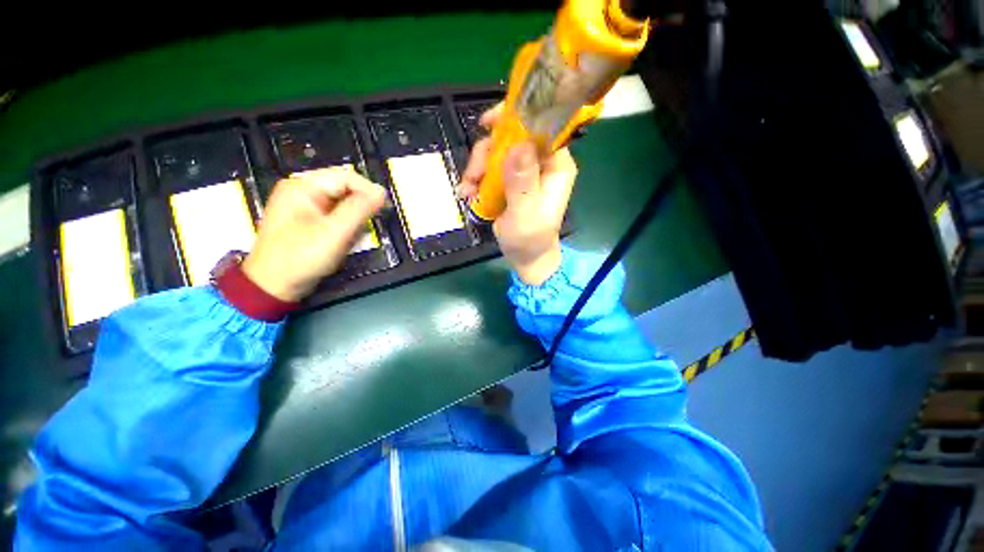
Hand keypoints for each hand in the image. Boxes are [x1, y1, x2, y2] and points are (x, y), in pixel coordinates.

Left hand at [242, 168, 385, 301]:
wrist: (274, 286)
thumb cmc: (302, 256)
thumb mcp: (334, 232)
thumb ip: (359, 209)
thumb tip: (382, 192)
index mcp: (303, 187)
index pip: (345, 177)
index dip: (368, 190)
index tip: (384, 208)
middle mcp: (302, 191)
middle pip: (344, 189)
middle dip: (361, 206)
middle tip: (371, 224)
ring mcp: (304, 207)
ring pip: (342, 203)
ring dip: (355, 218)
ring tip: (356, 236)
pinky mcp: (308, 221)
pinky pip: (335, 216)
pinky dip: (346, 226)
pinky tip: (347, 239)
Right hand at [458, 105, 577, 284]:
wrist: (525, 257)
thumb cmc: (530, 240)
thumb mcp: (525, 214)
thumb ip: (522, 183)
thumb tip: (518, 145)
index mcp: (555, 166)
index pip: (541, 127)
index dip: (515, 118)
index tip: (487, 124)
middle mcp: (541, 162)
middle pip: (511, 137)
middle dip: (486, 153)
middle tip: (472, 176)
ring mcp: (524, 171)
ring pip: (496, 152)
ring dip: (477, 169)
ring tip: (468, 191)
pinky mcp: (510, 181)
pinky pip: (489, 168)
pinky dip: (476, 179)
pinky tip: (469, 194)